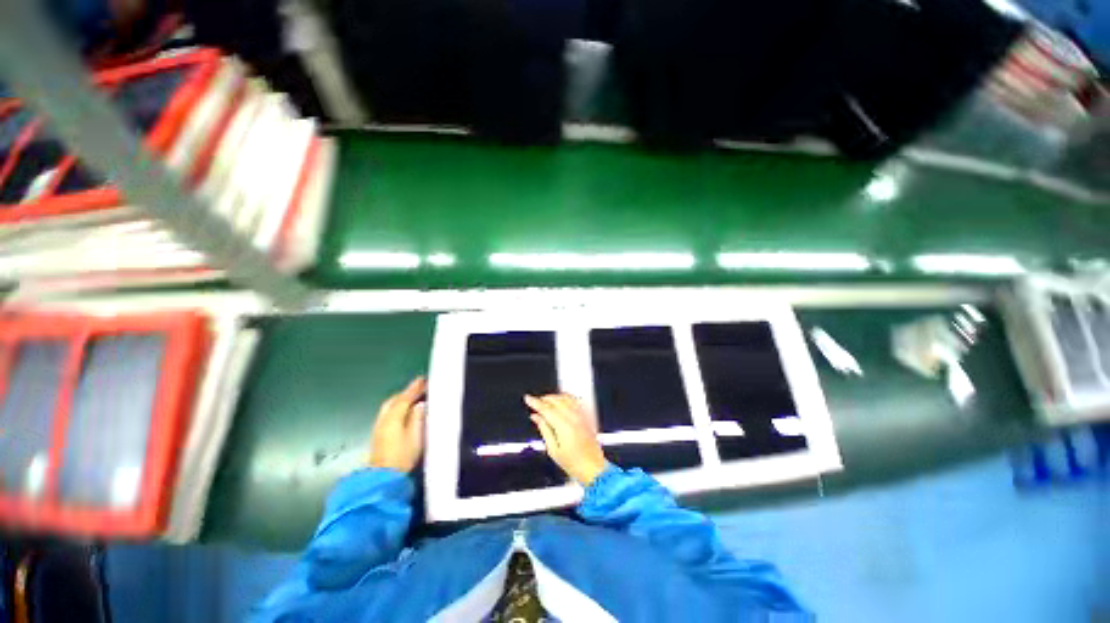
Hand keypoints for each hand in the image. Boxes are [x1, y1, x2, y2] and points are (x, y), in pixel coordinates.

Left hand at [368, 377, 426, 472]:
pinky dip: (396, 407)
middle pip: (394, 400)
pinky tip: (403, 411)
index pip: (404, 398)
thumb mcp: (416, 436)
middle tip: (419, 387)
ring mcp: (378, 427)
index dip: (414, 388)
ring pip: (389, 406)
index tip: (423, 379)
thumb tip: (420, 404)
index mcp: (393, 417)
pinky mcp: (378, 434)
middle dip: (406, 392)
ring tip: (413, 397)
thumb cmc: (402, 456)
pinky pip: (388, 413)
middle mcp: (383, 419)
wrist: (383, 477)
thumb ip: (418, 418)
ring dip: (400, 399)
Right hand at [525, 393, 607, 485]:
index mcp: (563, 426)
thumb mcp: (553, 450)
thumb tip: (536, 417)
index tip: (528, 398)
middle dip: (544, 399)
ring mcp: (581, 416)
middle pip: (556, 400)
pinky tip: (561, 401)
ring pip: (565, 398)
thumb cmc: (574, 464)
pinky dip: (565, 398)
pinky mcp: (586, 417)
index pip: (546, 408)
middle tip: (535, 402)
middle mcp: (573, 417)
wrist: (593, 468)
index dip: (535, 402)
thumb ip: (544, 430)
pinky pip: (575, 400)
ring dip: (554, 397)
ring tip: (546, 401)